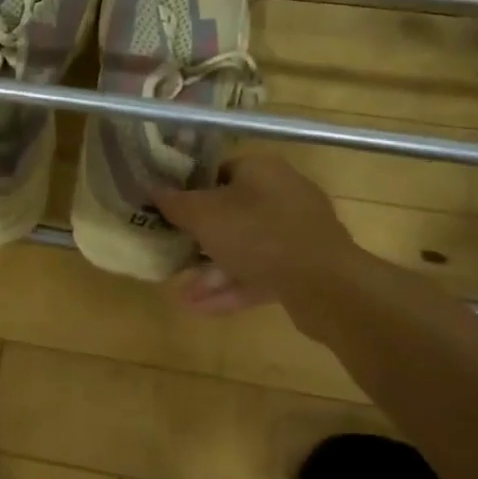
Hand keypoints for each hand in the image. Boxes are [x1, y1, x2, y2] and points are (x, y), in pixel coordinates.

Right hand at [154, 154, 355, 314]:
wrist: (325, 284)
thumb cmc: (258, 235)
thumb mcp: (204, 215)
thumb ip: (175, 202)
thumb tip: (152, 188)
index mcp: (261, 170)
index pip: (217, 171)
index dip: (189, 190)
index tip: (166, 211)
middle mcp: (282, 194)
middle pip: (231, 212)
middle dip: (198, 237)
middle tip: (171, 252)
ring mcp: (297, 233)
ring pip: (244, 247)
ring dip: (211, 269)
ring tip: (180, 291)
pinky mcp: (304, 267)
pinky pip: (260, 273)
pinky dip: (231, 287)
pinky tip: (200, 308)